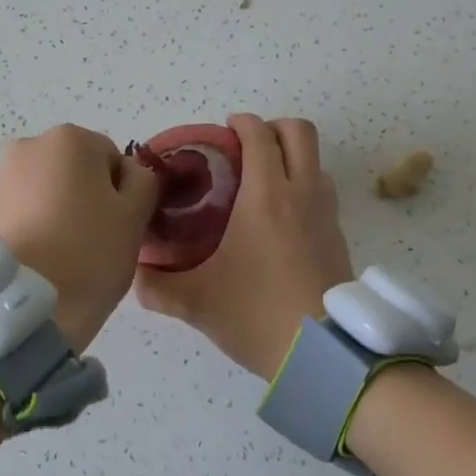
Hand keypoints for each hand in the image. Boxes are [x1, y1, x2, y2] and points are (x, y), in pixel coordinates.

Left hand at [0, 124, 159, 352]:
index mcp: (71, 137)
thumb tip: (130, 173)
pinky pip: (28, 203)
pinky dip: (40, 218)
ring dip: (63, 205)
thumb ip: (144, 180)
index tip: (119, 223)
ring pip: (52, 184)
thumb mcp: (136, 213)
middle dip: (89, 193)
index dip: (122, 191)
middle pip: (78, 166)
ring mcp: (4, 173)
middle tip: (96, 236)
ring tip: (68, 246)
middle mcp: (32, 144)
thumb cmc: (90, 250)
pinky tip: (47, 249)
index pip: (112, 157)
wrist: (30, 303)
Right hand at [135, 114, 353, 377]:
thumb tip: (136, 273)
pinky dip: (304, 186)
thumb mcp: (197, 301)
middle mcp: (301, 193)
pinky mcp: (339, 236)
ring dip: (292, 156)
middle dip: (274, 127)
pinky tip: (282, 218)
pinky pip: (323, 191)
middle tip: (247, 145)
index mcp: (265, 195)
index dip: (242, 123)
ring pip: (316, 161)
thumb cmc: (257, 313)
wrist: (323, 352)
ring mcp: (326, 213)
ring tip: (263, 180)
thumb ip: (158, 286)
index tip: (225, 129)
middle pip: (299, 132)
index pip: (259, 135)